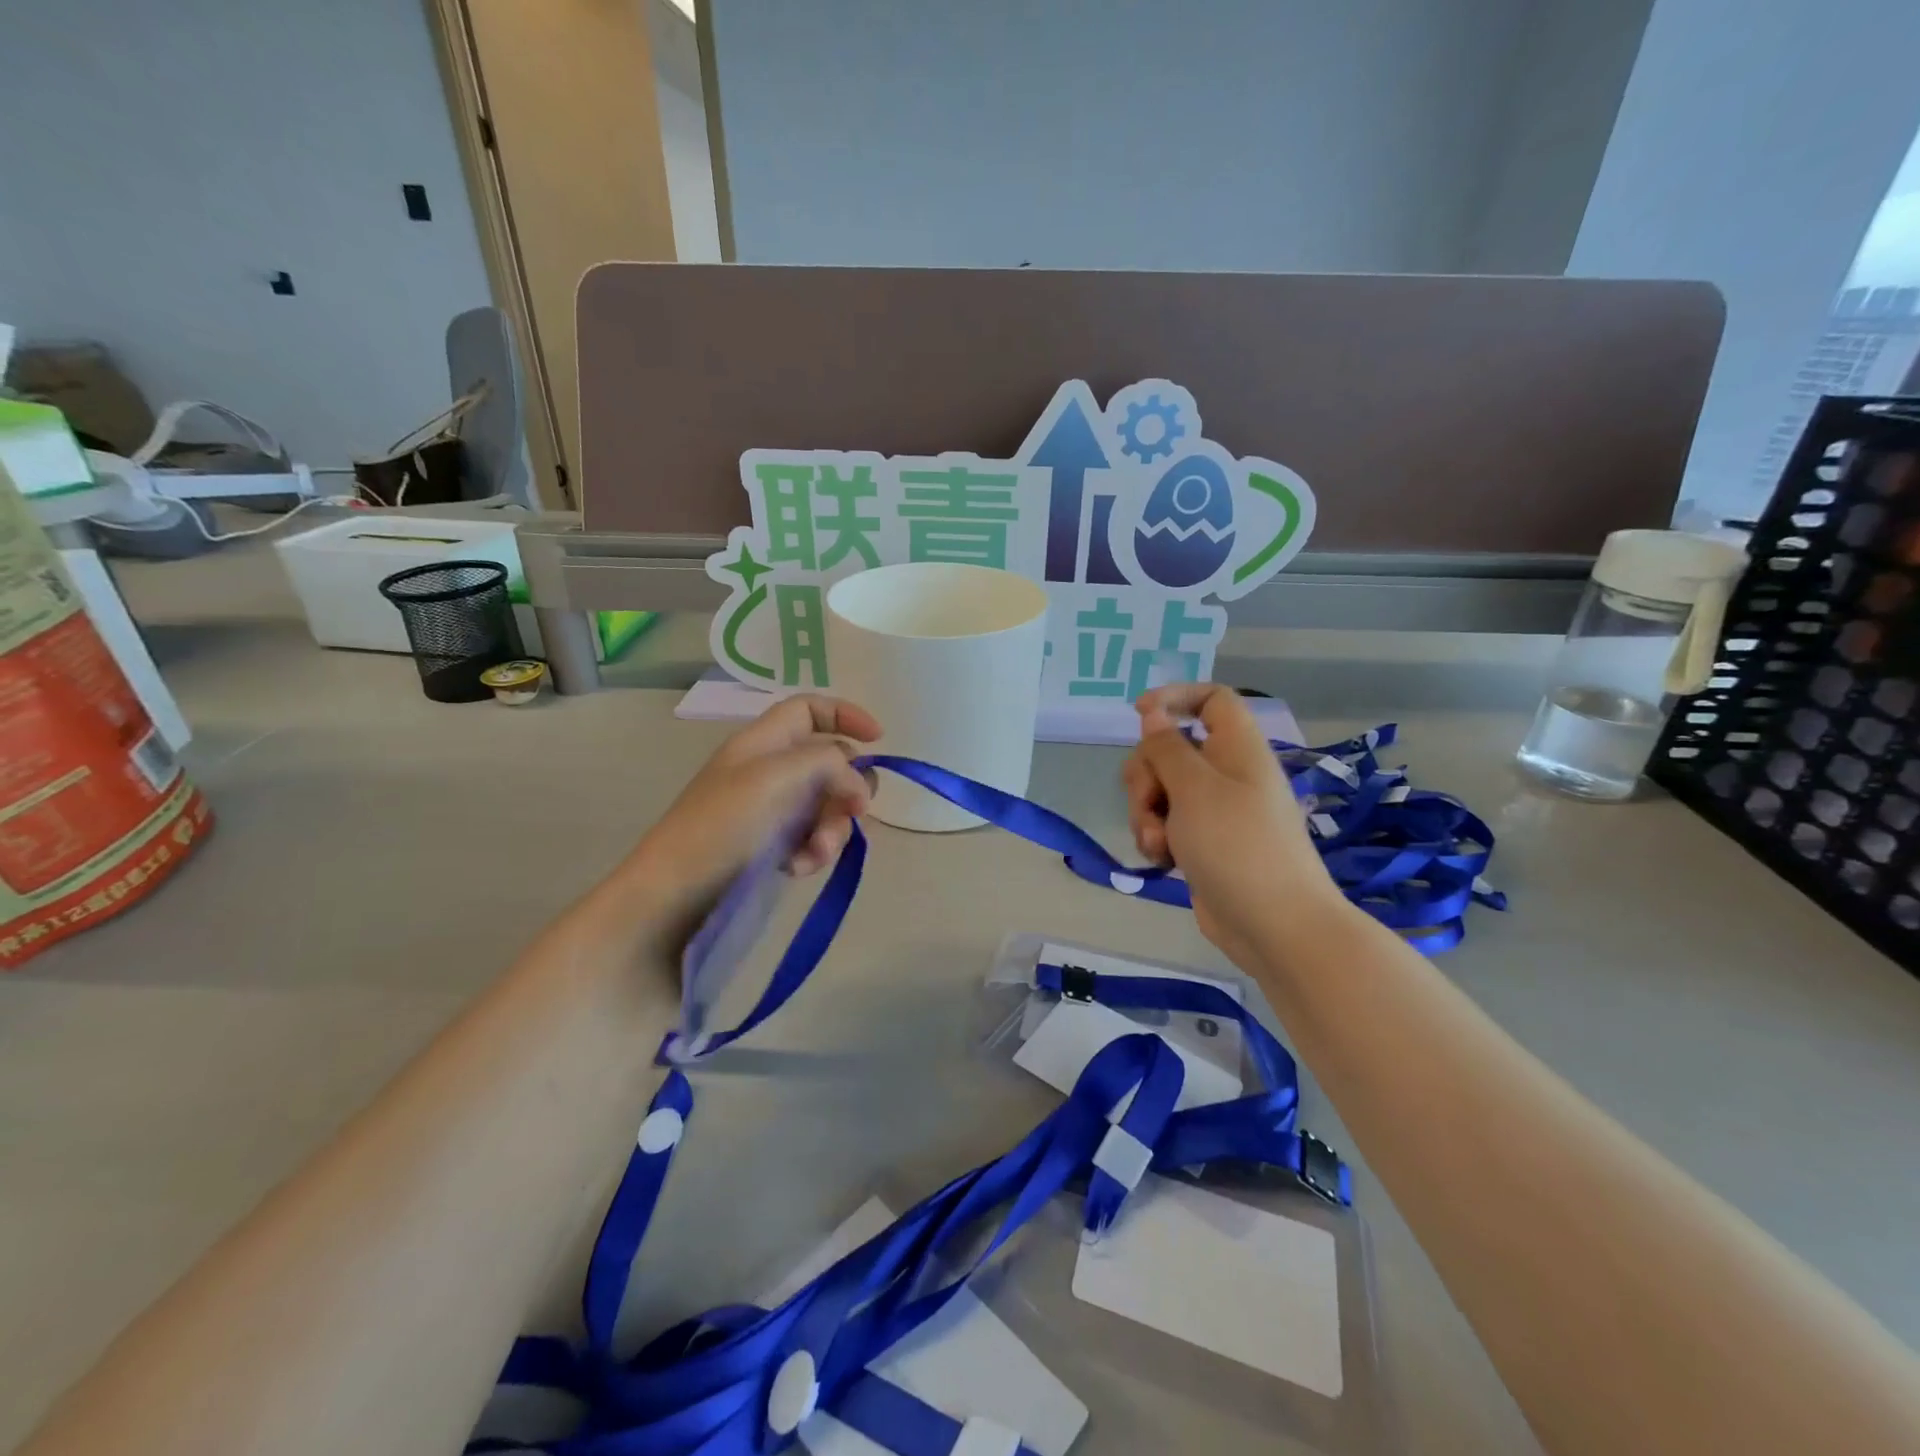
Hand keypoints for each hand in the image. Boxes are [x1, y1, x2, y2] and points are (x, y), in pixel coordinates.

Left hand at [623, 695, 880, 913]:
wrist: (674, 895)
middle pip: (831, 764)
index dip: (845, 715)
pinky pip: (813, 840)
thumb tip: (859, 787)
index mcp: (764, 742)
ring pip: (829, 807)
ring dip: (832, 829)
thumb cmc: (720, 825)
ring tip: (815, 854)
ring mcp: (773, 810)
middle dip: (847, 789)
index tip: (878, 739)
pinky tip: (798, 869)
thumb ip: (827, 765)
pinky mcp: (774, 847)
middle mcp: (772, 770)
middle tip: (853, 812)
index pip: (809, 709)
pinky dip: (814, 852)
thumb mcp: (773, 778)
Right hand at [1122, 684, 1344, 965]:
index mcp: (1237, 748)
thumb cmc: (1238, 846)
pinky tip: (1162, 861)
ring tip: (1159, 845)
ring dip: (1147, 813)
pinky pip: (1167, 824)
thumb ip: (1167, 748)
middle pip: (1171, 749)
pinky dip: (1157, 837)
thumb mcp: (1194, 789)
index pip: (1211, 699)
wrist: (1274, 925)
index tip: (1139, 714)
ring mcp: (1215, 811)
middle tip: (1151, 803)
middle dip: (1146, 776)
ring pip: (1161, 790)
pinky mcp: (1202, 843)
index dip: (1175, 697)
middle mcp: (1226, 773)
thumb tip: (1153, 714)